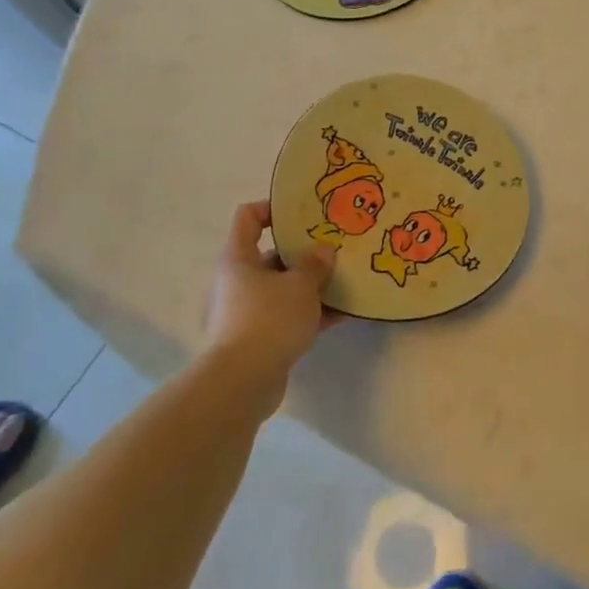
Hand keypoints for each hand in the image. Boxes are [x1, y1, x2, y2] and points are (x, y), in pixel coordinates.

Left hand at [202, 201, 336, 393]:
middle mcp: (240, 281)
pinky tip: (347, 312)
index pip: (248, 217)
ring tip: (348, 278)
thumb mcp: (301, 285)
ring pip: (286, 287)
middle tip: (337, 246)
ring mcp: (250, 310)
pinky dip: (315, 312)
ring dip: (315, 284)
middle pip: (273, 255)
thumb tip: (323, 250)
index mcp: (240, 259)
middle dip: (306, 251)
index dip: (273, 208)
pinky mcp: (262, 336)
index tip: (304, 211)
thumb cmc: (269, 319)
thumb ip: (316, 264)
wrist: (245, 381)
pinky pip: (292, 315)